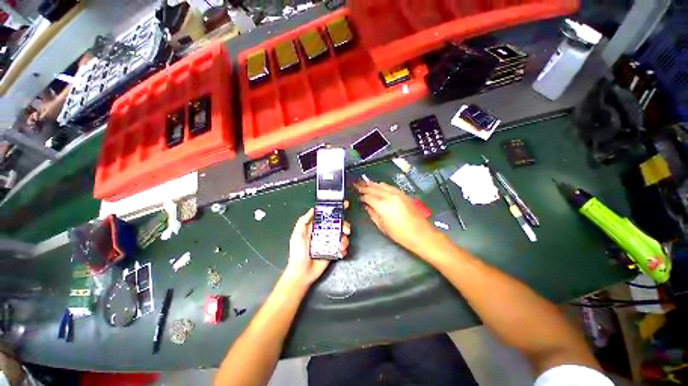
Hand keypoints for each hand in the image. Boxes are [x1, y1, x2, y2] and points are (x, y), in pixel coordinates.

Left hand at [283, 206, 350, 285]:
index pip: (326, 215)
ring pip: (342, 235)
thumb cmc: (298, 253)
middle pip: (338, 224)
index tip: (345, 205)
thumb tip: (313, 209)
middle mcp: (323, 233)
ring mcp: (329, 242)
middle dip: (344, 225)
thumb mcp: (297, 235)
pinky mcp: (333, 251)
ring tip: (341, 245)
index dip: (335, 209)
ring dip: (344, 238)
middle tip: (346, 229)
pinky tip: (341, 251)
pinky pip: (342, 247)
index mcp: (315, 227)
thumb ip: (304, 221)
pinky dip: (344, 248)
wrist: (302, 274)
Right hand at [356, 181, 438, 253]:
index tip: (357, 195)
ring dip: (373, 184)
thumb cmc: (399, 234)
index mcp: (382, 205)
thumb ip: (372, 214)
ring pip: (382, 185)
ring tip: (366, 182)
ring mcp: (397, 194)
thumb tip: (366, 206)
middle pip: (374, 189)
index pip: (368, 197)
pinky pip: (390, 187)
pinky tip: (379, 185)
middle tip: (357, 184)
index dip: (362, 196)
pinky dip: (382, 185)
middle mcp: (389, 196)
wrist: (421, 234)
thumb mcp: (382, 226)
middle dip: (365, 187)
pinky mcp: (403, 194)